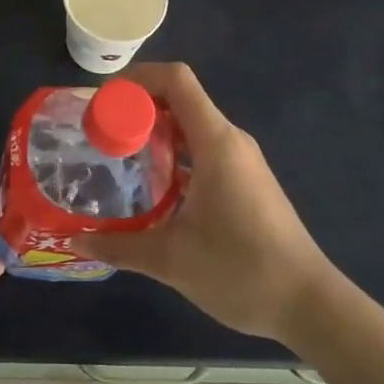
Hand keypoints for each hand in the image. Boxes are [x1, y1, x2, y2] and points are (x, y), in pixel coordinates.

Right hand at [73, 63, 338, 343]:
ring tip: (116, 156)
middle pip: (179, 98)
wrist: (308, 304)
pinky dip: (172, 153)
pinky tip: (150, 187)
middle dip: (137, 107)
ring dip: (154, 132)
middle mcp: (230, 140)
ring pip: (191, 125)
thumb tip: (75, 241)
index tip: (103, 102)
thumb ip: (119, 247)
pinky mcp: (244, 180)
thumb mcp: (171, 260)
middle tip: (99, 132)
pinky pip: (202, 148)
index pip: (176, 80)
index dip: (137, 78)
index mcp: (216, 143)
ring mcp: (241, 160)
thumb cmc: (241, 271)